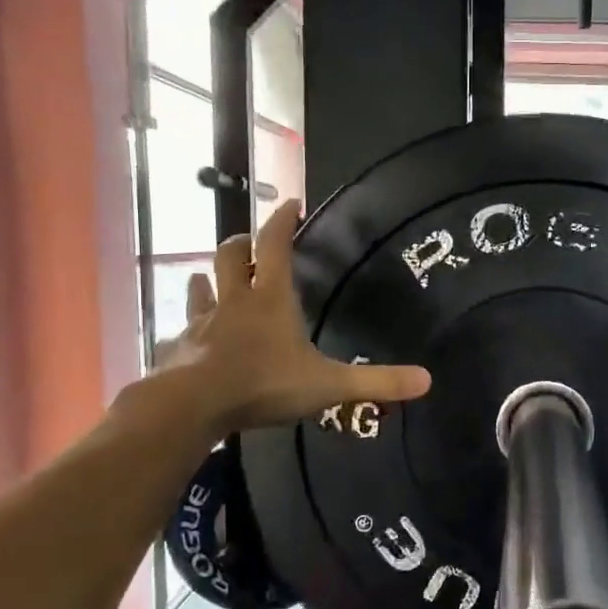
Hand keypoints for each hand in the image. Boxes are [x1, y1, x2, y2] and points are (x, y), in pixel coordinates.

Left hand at [138, 201, 430, 434]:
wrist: (192, 405)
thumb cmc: (264, 384)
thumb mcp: (329, 385)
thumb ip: (376, 382)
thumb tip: (427, 380)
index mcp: (271, 299)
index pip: (275, 246)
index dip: (282, 221)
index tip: (289, 203)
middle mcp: (234, 302)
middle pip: (231, 257)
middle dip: (241, 244)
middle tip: (250, 241)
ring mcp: (202, 323)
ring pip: (202, 287)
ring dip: (209, 278)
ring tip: (212, 277)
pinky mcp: (180, 347)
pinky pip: (184, 328)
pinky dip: (190, 325)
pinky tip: (191, 335)